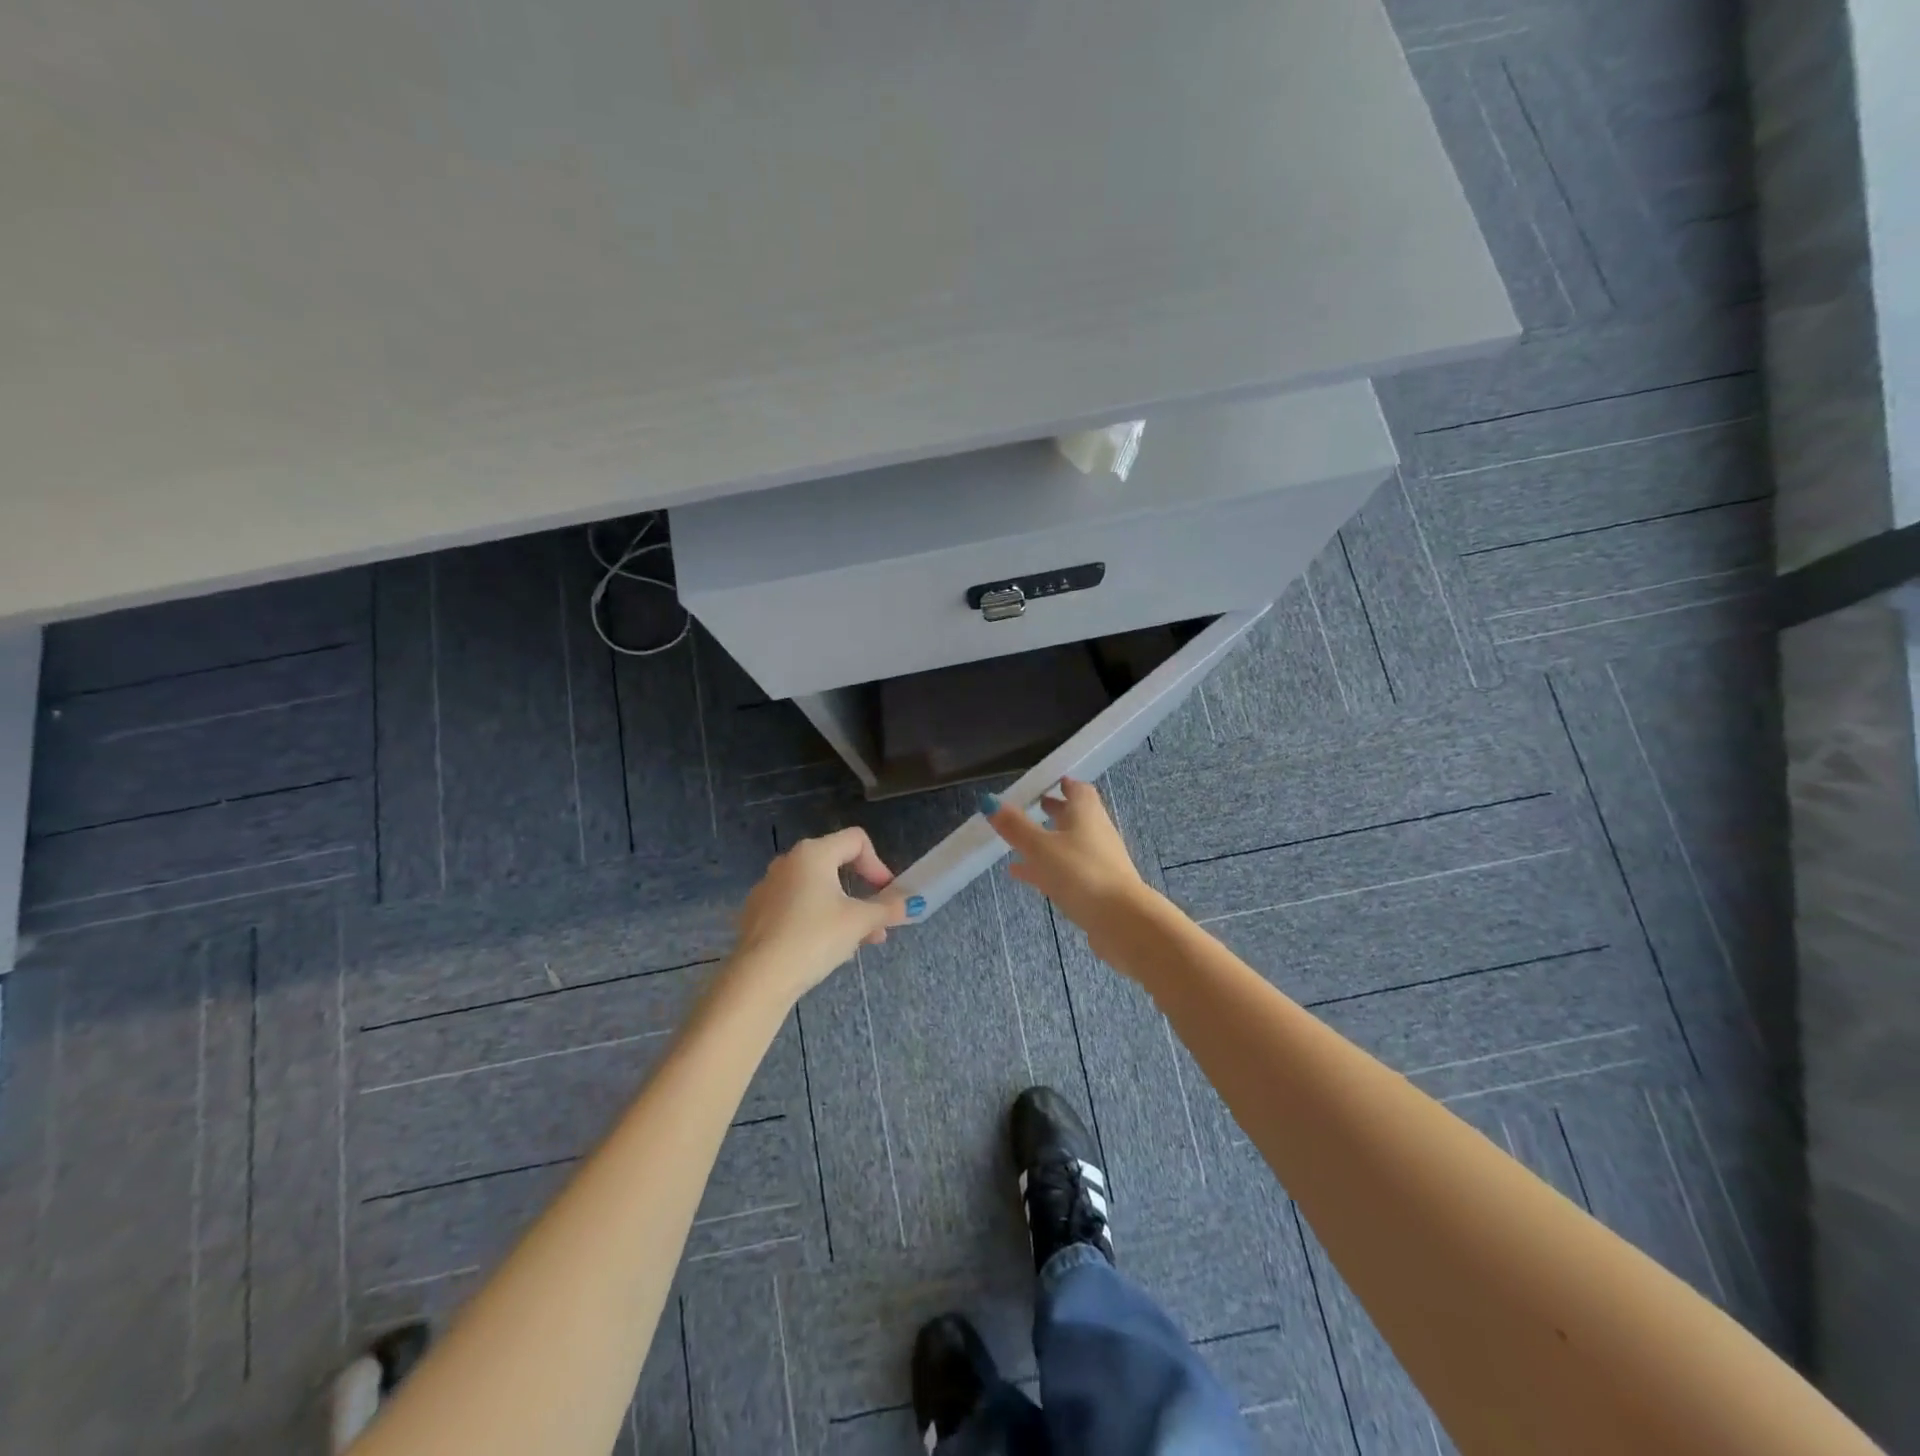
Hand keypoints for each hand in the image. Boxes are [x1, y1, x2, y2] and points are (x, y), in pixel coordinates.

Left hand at [728, 828, 917, 1004]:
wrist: (759, 978)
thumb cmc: (814, 937)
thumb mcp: (859, 922)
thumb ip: (888, 909)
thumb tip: (913, 903)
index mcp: (813, 853)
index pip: (856, 840)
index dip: (878, 864)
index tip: (886, 894)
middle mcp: (788, 862)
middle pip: (836, 865)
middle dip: (862, 893)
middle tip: (877, 922)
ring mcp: (768, 887)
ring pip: (816, 890)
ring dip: (842, 910)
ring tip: (857, 943)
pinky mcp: (757, 913)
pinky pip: (796, 907)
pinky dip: (816, 919)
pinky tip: (824, 950)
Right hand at [986, 779, 1149, 935]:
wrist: (1121, 919)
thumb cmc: (1080, 872)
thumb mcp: (1040, 847)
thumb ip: (1015, 826)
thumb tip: (989, 801)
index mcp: (1086, 814)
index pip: (1079, 790)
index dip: (1065, 784)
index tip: (1049, 783)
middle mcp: (1096, 833)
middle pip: (1076, 817)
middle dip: (1056, 810)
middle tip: (1035, 807)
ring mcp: (1098, 862)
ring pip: (1070, 845)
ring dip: (1049, 841)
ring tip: (1021, 843)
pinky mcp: (1095, 888)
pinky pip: (1067, 870)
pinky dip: (1046, 868)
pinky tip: (1022, 875)